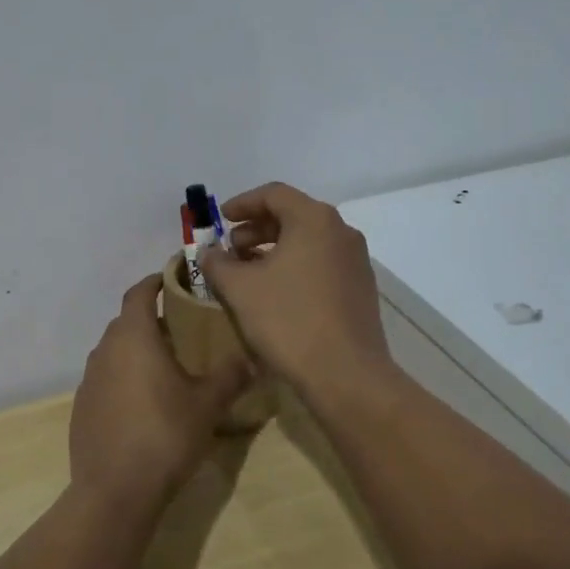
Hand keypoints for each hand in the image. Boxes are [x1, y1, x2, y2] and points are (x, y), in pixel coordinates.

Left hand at [69, 274, 252, 513]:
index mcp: (133, 337)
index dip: (155, 282)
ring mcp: (88, 380)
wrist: (115, 491)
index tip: (173, 279)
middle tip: (181, 329)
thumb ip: (231, 376)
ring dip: (136, 350)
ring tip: (165, 365)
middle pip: (126, 322)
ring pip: (114, 351)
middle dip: (151, 319)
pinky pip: (105, 379)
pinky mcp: (82, 407)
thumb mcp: (208, 405)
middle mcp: (105, 350)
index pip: (139, 293)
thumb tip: (253, 359)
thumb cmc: (165, 435)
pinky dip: (123, 378)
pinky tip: (143, 403)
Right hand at [199, 182, 394, 401]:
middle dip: (256, 229)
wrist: (345, 374)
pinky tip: (275, 293)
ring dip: (274, 249)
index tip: (220, 220)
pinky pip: (321, 263)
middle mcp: (341, 231)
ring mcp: (355, 261)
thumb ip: (217, 263)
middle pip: (293, 215)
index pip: (273, 194)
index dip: (242, 204)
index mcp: (314, 219)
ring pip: (308, 241)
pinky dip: (295, 266)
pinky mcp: (360, 288)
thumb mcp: (239, 288)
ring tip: (247, 272)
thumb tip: (208, 252)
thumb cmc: (288, 320)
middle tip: (230, 249)